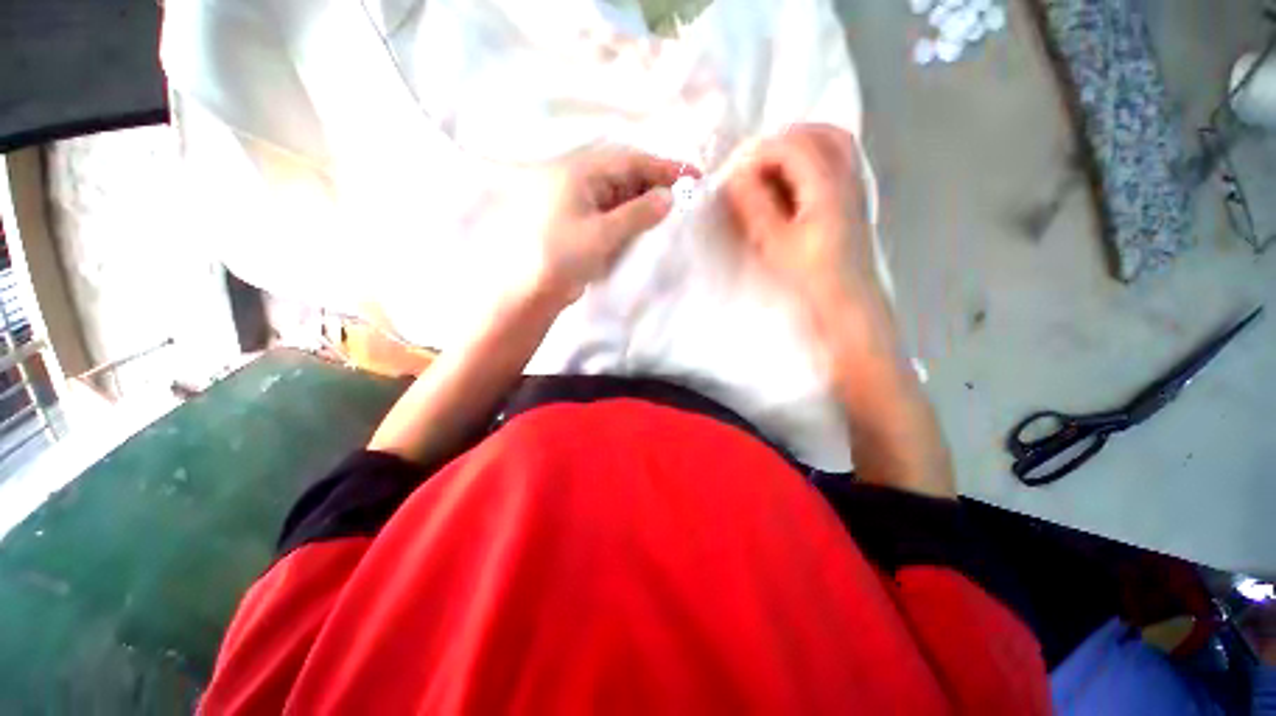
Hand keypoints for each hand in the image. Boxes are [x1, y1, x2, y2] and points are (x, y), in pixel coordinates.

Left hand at [516, 148, 697, 307]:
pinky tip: (643, 223)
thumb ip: (638, 213)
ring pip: (618, 193)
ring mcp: (578, 201)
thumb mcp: (603, 234)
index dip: (663, 167)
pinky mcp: (579, 221)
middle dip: (654, 183)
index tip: (693, 176)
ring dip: (643, 200)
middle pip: (624, 173)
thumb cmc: (562, 257)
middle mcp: (578, 180)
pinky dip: (629, 214)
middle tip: (684, 196)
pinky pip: (610, 210)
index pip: (629, 160)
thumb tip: (669, 197)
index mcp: (578, 172)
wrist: (531, 290)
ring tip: (668, 211)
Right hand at [723, 124, 883, 333]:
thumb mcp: (775, 244)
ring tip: (767, 172)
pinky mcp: (851, 205)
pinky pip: (835, 165)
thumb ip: (755, 205)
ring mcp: (854, 190)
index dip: (757, 152)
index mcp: (828, 186)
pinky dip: (809, 165)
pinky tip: (790, 187)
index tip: (732, 174)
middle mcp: (848, 178)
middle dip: (779, 142)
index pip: (791, 144)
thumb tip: (736, 176)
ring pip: (830, 146)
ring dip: (796, 149)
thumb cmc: (809, 281)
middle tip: (751, 165)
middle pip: (817, 134)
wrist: (846, 309)